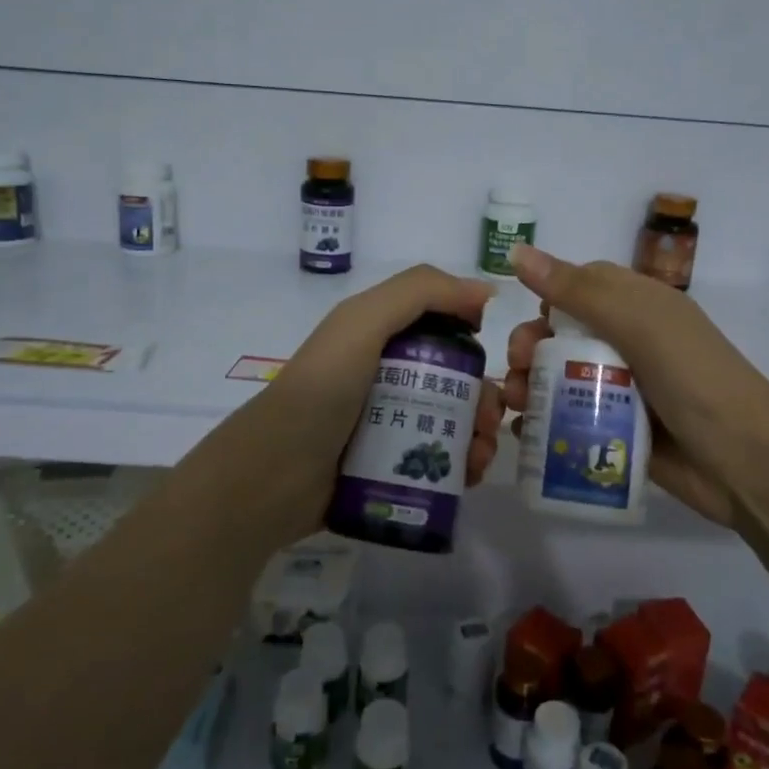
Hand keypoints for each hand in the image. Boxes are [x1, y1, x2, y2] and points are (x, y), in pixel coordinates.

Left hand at [240, 265, 506, 547]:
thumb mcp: (364, 322)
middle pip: (456, 381)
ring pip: (454, 423)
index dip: (473, 341)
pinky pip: (440, 463)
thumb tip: (485, 291)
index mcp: (381, 338)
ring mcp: (390, 425)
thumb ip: (420, 292)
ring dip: (480, 436)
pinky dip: (463, 467)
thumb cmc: (323, 389)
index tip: (493, 360)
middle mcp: (388, 378)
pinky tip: (471, 477)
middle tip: (488, 422)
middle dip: (484, 398)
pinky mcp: (392, 468)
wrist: (275, 475)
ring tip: (480, 457)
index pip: (444, 330)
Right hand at [501, 244, 768, 525]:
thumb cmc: (693, 379)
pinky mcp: (620, 431)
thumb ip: (576, 291)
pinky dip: (544, 423)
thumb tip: (516, 251)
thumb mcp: (638, 324)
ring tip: (514, 405)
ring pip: (563, 378)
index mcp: (640, 307)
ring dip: (530, 385)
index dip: (550, 298)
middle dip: (531, 347)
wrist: (746, 464)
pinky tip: (524, 433)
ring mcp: (626, 389)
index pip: (583, 287)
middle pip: (565, 335)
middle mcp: (631, 343)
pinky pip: (572, 419)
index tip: (530, 321)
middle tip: (517, 369)